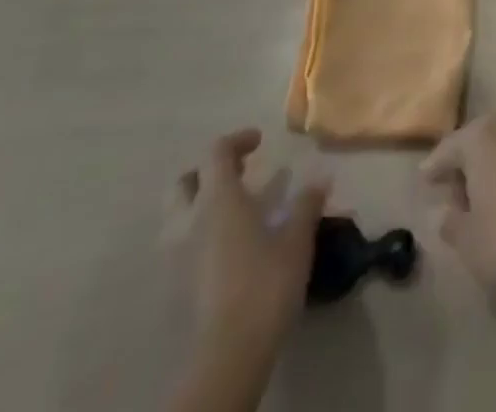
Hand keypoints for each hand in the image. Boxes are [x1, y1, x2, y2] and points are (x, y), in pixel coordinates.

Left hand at [176, 129, 328, 348]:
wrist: (228, 354)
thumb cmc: (265, 284)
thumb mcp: (296, 239)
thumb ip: (306, 204)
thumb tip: (321, 176)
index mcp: (217, 199)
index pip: (216, 152)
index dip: (237, 140)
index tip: (260, 142)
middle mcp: (189, 221)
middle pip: (185, 181)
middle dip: (209, 171)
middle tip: (238, 174)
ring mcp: (176, 256)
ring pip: (178, 215)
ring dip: (201, 204)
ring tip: (233, 211)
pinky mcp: (174, 286)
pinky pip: (181, 245)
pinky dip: (199, 234)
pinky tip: (226, 248)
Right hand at [419, 112, 495, 289]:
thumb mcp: (469, 241)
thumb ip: (452, 225)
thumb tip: (449, 214)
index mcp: (479, 136)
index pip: (447, 149)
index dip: (434, 168)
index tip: (425, 181)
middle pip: (474, 144)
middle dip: (462, 169)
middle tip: (452, 199)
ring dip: (487, 172)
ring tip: (478, 205)